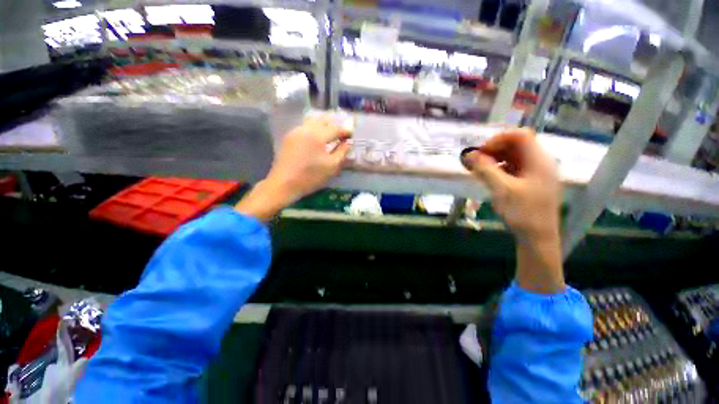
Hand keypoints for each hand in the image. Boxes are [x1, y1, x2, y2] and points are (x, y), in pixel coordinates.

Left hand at [235, 116, 351, 219]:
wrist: (284, 184)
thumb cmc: (310, 177)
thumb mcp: (331, 166)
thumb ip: (342, 152)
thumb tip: (348, 142)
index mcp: (317, 135)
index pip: (335, 128)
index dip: (345, 131)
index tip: (352, 135)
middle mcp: (306, 129)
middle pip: (323, 120)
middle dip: (334, 125)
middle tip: (342, 133)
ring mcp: (295, 132)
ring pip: (312, 122)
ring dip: (324, 125)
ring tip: (331, 134)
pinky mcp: (289, 137)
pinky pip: (305, 127)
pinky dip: (314, 129)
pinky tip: (317, 138)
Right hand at [462, 128, 563, 292]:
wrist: (538, 237)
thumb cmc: (523, 212)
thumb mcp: (501, 189)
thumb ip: (485, 169)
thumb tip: (469, 155)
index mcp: (539, 160)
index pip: (520, 135)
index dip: (499, 139)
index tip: (481, 152)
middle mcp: (540, 162)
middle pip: (516, 145)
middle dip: (494, 150)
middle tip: (477, 161)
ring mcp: (536, 173)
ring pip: (514, 157)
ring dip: (495, 159)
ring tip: (479, 170)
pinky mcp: (531, 182)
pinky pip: (514, 168)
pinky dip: (499, 169)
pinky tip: (489, 178)